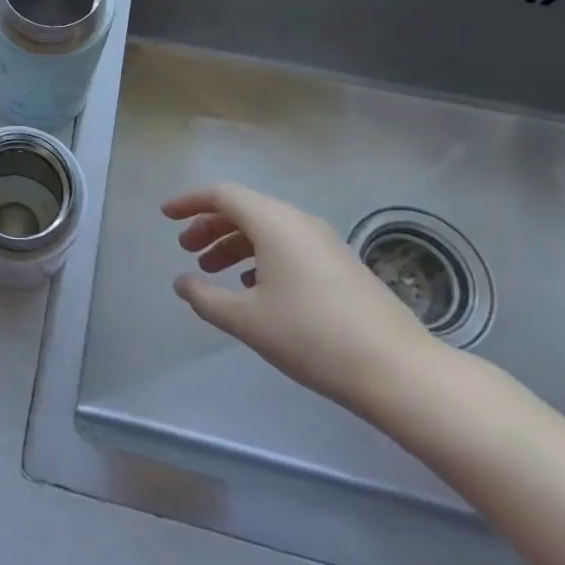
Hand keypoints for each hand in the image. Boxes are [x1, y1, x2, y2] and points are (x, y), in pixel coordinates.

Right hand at [164, 183, 447, 417]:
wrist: (399, 370)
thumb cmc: (312, 336)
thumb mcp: (247, 320)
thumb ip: (206, 298)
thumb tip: (182, 283)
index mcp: (273, 222)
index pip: (222, 194)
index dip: (189, 202)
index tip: (166, 216)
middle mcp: (298, 221)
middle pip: (244, 209)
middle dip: (210, 226)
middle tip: (187, 250)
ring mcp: (324, 242)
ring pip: (267, 228)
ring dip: (234, 244)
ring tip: (214, 272)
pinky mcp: (341, 265)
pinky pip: (288, 245)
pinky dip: (261, 256)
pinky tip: (255, 289)